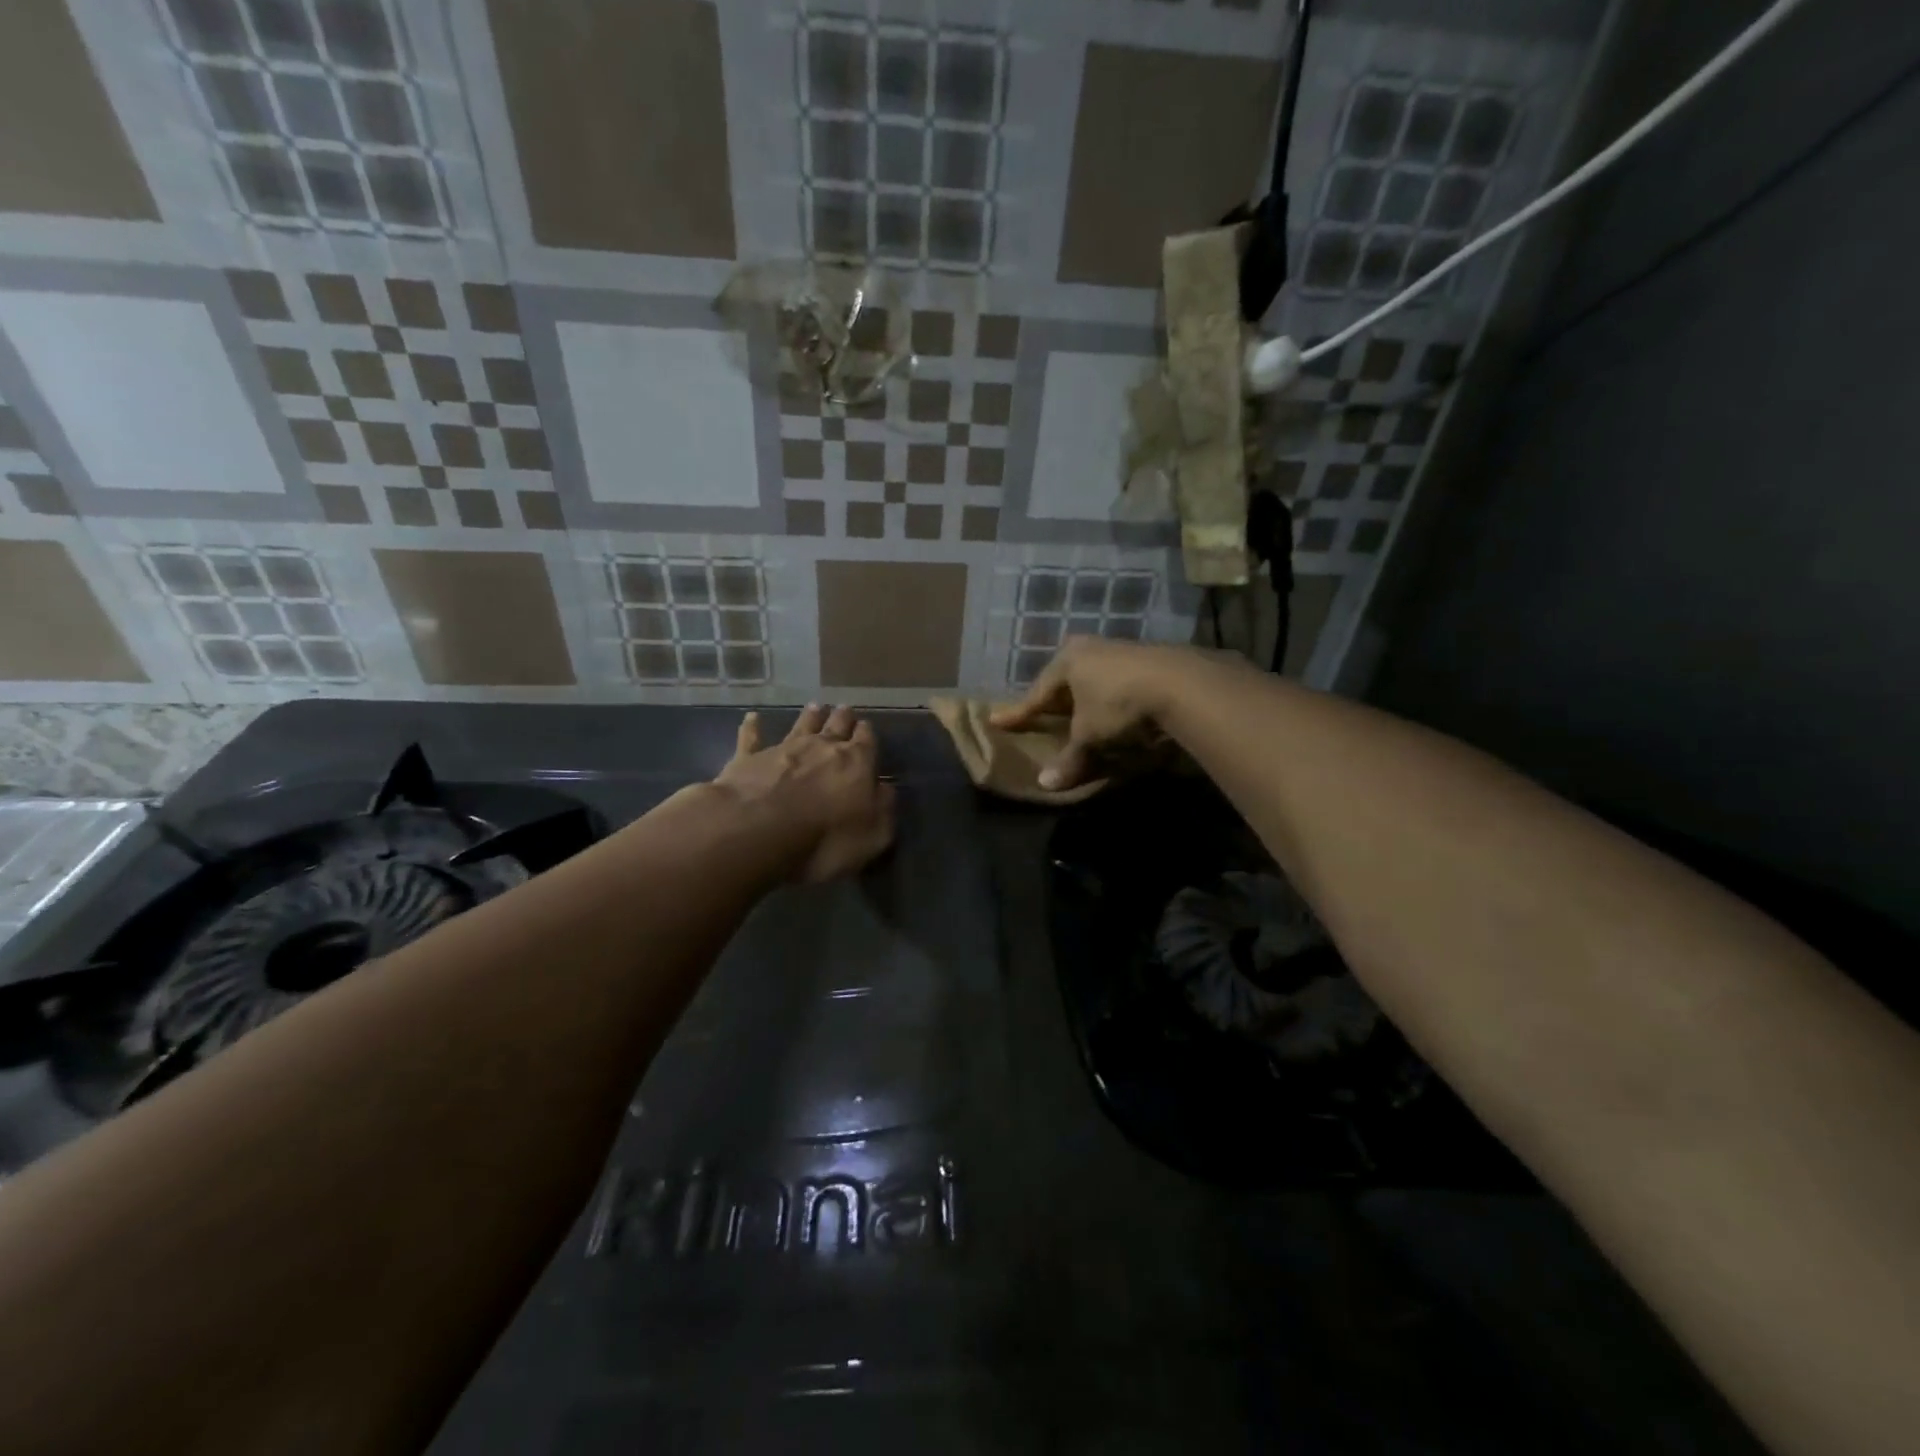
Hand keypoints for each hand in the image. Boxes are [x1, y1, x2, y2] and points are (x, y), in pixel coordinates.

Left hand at [713, 704, 896, 883]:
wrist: (759, 831)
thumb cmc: (825, 839)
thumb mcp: (873, 835)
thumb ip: (883, 808)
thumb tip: (885, 788)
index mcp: (856, 762)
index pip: (867, 741)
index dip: (867, 734)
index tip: (867, 727)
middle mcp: (822, 747)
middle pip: (836, 725)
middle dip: (843, 718)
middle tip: (845, 709)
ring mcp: (784, 749)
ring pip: (801, 725)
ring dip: (810, 716)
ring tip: (816, 706)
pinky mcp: (750, 759)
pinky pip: (752, 738)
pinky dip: (752, 727)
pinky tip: (752, 717)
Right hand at [990, 637, 1188, 790]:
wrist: (1180, 683)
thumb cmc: (1118, 705)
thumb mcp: (1090, 735)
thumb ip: (1069, 758)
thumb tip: (1046, 784)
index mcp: (1067, 660)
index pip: (1037, 693)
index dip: (1019, 712)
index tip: (998, 721)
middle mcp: (1091, 648)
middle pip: (1064, 681)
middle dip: (1054, 700)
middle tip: (1040, 715)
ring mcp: (1121, 650)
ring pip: (1093, 679)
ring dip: (1085, 698)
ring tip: (1077, 714)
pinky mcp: (1150, 659)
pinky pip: (1118, 682)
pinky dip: (1110, 698)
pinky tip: (1114, 710)